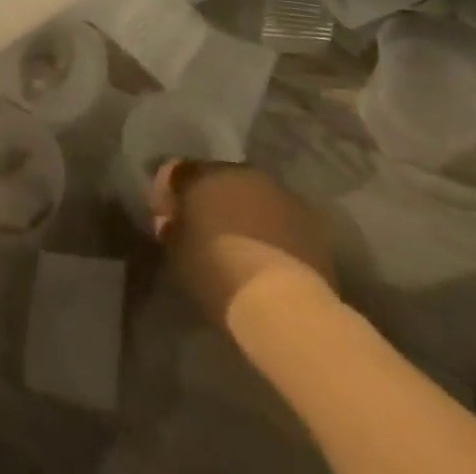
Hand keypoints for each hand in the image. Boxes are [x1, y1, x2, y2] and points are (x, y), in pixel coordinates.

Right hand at [152, 162, 336, 325]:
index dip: (168, 192)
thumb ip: (171, 229)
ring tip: (242, 243)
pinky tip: (271, 253)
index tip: (167, 217)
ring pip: (252, 194)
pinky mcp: (308, 216)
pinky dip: (272, 227)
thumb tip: (169, 220)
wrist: (284, 305)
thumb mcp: (179, 256)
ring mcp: (277, 190)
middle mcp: (240, 171)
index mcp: (203, 175)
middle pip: (217, 178)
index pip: (176, 172)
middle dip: (209, 199)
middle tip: (205, 229)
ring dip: (243, 210)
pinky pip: (280, 215)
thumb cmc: (220, 276)